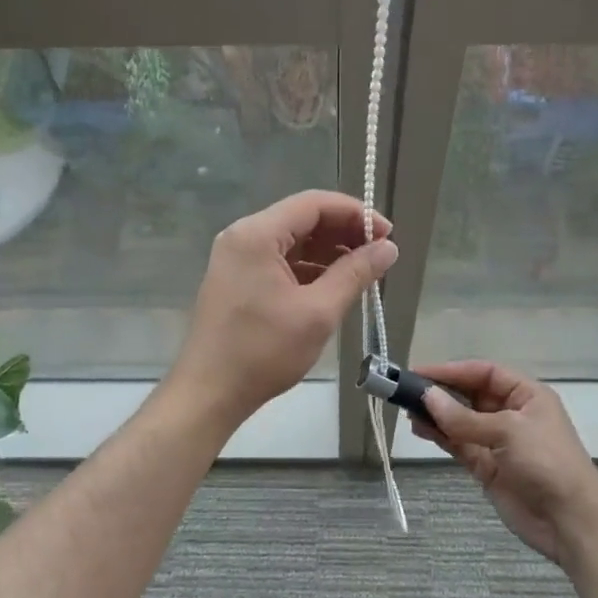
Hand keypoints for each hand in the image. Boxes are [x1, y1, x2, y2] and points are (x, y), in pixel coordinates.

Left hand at [172, 190, 397, 423]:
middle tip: (380, 253)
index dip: (356, 214)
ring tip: (364, 271)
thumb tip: (389, 248)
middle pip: (302, 218)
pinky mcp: (237, 279)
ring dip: (328, 251)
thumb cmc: (263, 351)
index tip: (388, 234)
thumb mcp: (318, 312)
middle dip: (344, 232)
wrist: (208, 393)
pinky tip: (334, 285)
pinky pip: (280, 260)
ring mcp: (236, 258)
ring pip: (292, 240)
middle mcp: (242, 236)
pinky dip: (309, 268)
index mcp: (257, 234)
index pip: (314, 204)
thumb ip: (355, 274)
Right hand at [409, 361, 597, 568]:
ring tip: (408, 411)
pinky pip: (459, 444)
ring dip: (436, 415)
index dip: (452, 370)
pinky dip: (440, 436)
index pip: (484, 372)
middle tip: (407, 392)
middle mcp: (511, 414)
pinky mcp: (487, 467)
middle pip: (470, 395)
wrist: (570, 520)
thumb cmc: (547, 461)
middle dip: (441, 392)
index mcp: (525, 395)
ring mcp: (497, 441)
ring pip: (460, 420)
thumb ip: (464, 417)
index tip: (419, 372)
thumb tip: (427, 398)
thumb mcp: (508, 431)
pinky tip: (420, 430)